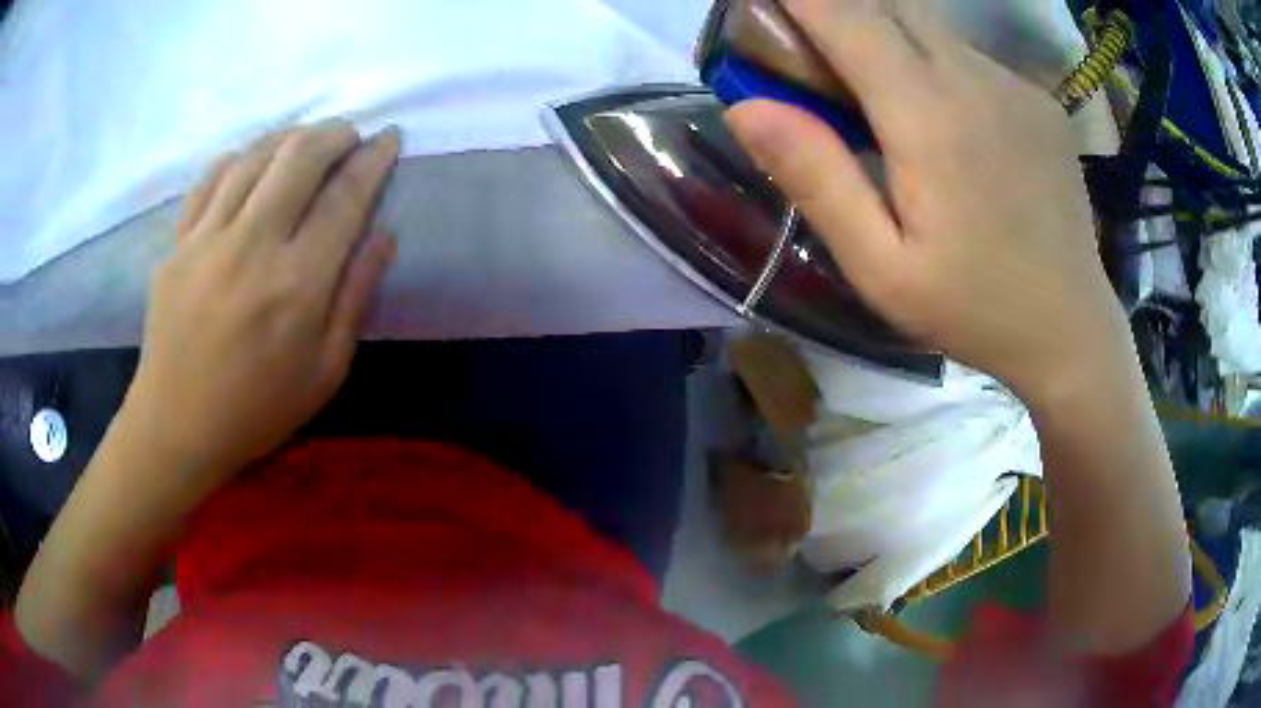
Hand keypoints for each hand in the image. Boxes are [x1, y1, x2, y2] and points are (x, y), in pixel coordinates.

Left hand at [125, 118, 399, 477]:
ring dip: (290, 137)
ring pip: (256, 156)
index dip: (373, 160)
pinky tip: (252, 163)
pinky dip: (240, 158)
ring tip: (306, 143)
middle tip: (349, 136)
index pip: (345, 198)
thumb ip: (356, 297)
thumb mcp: (325, 372)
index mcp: (298, 285)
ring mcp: (208, 239)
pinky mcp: (178, 242)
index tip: (388, 139)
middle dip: (335, 133)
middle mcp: (253, 246)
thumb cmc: (257, 410)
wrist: (176, 427)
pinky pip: (212, 178)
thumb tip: (384, 234)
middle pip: (300, 157)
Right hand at [725, 0, 1131, 404]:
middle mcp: (974, 78)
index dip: (798, 0)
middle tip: (815, 60)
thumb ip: (817, 177)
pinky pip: (970, 57)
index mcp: (929, 116)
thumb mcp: (880, 267)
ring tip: (879, 99)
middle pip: (887, 5)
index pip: (845, 15)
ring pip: (930, 27)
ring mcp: (1015, 85)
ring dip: (887, 38)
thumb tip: (745, 106)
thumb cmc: (974, 310)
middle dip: (837, 12)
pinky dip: (935, 64)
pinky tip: (945, 125)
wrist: (1072, 331)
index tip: (765, 8)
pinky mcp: (1039, 100)